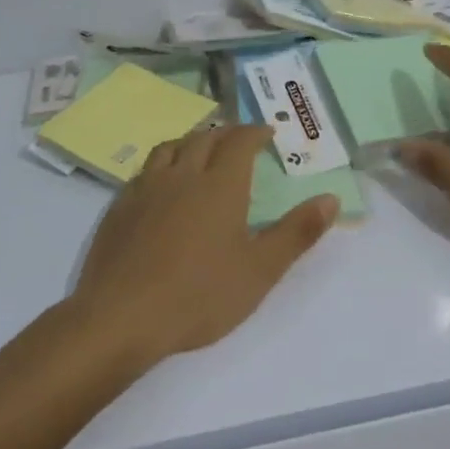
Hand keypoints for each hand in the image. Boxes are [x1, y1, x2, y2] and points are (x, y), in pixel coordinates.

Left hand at [69, 124, 337, 368]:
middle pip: (204, 138)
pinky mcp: (118, 208)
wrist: (122, 317)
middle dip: (225, 132)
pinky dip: (161, 165)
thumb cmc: (200, 295)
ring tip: (199, 149)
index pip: (239, 142)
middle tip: (238, 137)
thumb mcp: (260, 270)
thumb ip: (297, 233)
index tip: (266, 131)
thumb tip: (330, 199)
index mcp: (220, 186)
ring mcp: (145, 190)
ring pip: (169, 148)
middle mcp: (182, 176)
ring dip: (190, 141)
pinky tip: (161, 184)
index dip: (255, 132)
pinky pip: (143, 171)